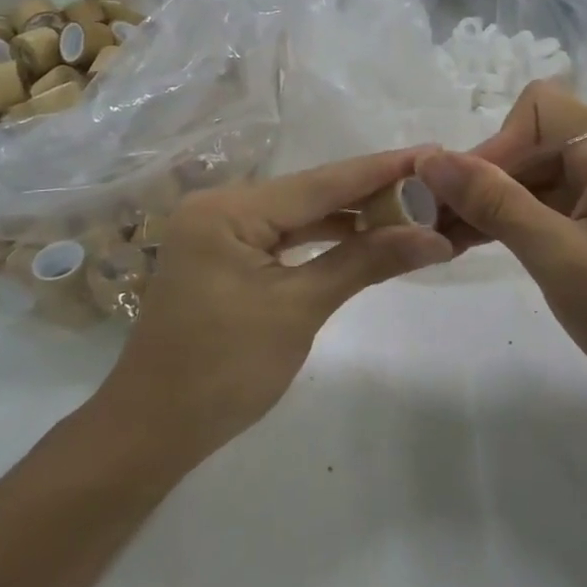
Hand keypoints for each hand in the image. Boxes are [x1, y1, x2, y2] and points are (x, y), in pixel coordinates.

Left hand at [98, 149, 453, 457]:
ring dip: (350, 216)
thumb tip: (435, 239)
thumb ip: (366, 262)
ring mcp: (218, 231)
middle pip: (310, 192)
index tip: (432, 153)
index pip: (321, 182)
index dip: (381, 169)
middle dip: (370, 192)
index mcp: (228, 210)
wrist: (151, 433)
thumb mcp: (299, 310)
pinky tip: (362, 236)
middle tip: (431, 183)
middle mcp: (220, 206)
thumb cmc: (222, 371)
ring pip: (299, 214)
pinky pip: (283, 236)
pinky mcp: (223, 256)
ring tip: (409, 207)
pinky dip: (322, 239)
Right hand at [415, 82, 586, 413]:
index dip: (494, 146)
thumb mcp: (558, 256)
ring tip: (439, 236)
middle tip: (434, 221)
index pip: (536, 110)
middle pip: (528, 140)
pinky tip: (468, 242)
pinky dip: (509, 218)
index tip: (463, 195)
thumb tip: (431, 159)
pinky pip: (543, 201)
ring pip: (530, 173)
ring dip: (489, 200)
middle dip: (483, 177)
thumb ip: (495, 203)